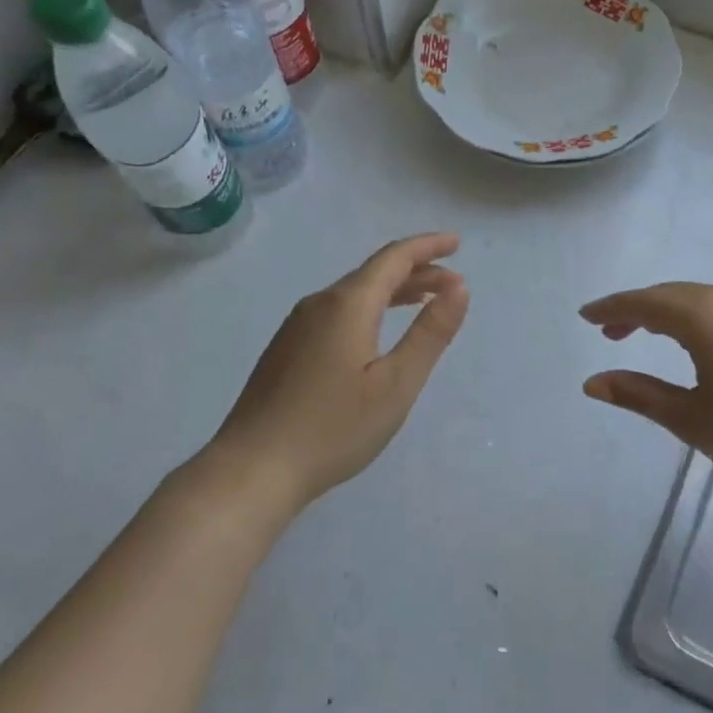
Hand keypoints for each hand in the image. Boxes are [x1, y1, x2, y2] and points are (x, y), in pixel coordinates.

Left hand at [200, 233, 469, 508]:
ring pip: (354, 294)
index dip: (428, 246)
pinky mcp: (286, 349)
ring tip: (424, 301)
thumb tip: (459, 287)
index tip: (457, 244)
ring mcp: (297, 326)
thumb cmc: (333, 428)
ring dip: (393, 291)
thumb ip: (430, 333)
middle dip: (416, 271)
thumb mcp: (397, 384)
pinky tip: (376, 333)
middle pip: (373, 273)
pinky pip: (337, 313)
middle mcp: (319, 304)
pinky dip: (369, 310)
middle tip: (452, 285)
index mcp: (347, 305)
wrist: (253, 468)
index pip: (394, 258)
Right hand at [580, 282, 712, 498]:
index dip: (611, 309)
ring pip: (699, 300)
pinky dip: (697, 318)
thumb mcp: (692, 419)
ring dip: (668, 314)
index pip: (643, 304)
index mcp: (702, 315)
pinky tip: (698, 343)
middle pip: (671, 296)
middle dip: (636, 310)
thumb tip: (593, 382)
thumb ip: (639, 395)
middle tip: (610, 331)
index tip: (586, 316)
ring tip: (646, 336)